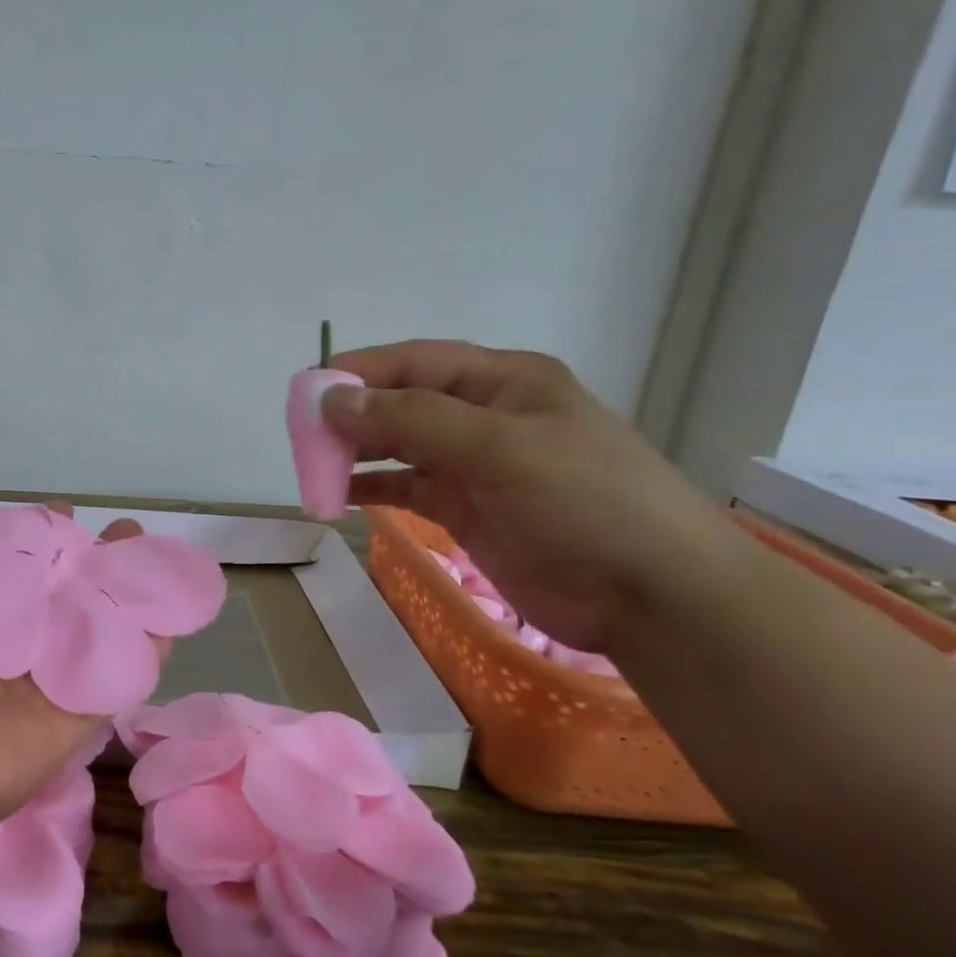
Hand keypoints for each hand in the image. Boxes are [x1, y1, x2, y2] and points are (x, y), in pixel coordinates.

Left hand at [0, 505, 152, 859]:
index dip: (57, 543)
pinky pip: (115, 680)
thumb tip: (53, 520)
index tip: (78, 517)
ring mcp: (49, 683)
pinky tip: (165, 618)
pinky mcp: (76, 722)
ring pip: (101, 634)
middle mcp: (19, 643)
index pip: (31, 569)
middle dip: (103, 565)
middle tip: (132, 536)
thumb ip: (6, 563)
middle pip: (72, 598)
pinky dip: (143, 651)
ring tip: (158, 565)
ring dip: (131, 601)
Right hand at [322, 340, 732, 653]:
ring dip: (356, 453)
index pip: (416, 362)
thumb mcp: (497, 446)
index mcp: (503, 381)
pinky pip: (407, 487)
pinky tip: (340, 495)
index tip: (308, 390)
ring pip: (400, 446)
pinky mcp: (468, 509)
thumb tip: (332, 400)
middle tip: (303, 436)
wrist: (652, 593)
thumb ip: (411, 420)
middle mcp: (485, 415)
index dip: (360, 372)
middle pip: (402, 403)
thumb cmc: (583, 500)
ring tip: (313, 466)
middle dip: (353, 416)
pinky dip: (373, 488)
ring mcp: (477, 465)